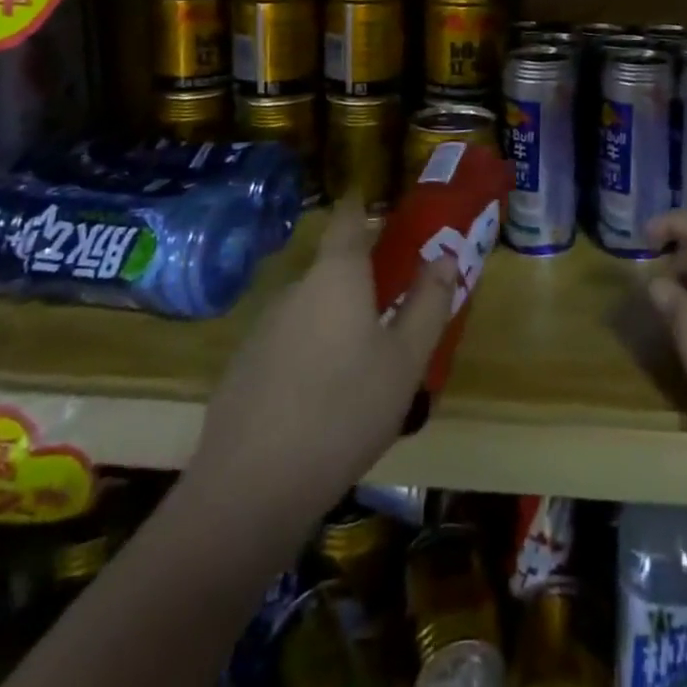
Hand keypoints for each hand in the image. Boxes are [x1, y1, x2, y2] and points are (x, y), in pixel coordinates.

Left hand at [182, 200, 458, 520]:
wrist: (250, 489)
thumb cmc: (345, 410)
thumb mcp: (406, 360)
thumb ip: (428, 303)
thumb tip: (444, 256)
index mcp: (336, 276)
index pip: (347, 220)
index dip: (359, 204)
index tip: (370, 197)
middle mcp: (296, 289)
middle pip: (331, 269)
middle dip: (359, 279)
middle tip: (391, 307)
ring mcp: (263, 329)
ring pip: (310, 310)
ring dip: (335, 322)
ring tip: (362, 363)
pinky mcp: (242, 369)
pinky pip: (288, 345)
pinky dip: (309, 354)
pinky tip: (322, 400)